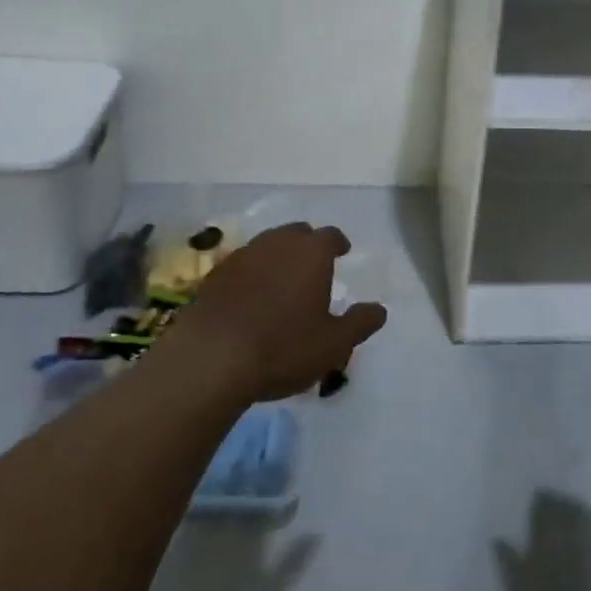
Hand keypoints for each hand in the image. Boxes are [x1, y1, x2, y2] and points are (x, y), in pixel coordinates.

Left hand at [165, 223, 386, 401]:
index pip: (330, 235)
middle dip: (307, 245)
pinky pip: (242, 265)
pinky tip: (250, 297)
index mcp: (311, 253)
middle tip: (313, 265)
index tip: (342, 251)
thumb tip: (380, 310)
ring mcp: (242, 256)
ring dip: (278, 257)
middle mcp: (277, 243)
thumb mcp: (334, 344)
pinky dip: (251, 274)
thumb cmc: (283, 347)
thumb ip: (360, 323)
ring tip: (282, 281)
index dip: (338, 243)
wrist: (211, 357)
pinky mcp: (214, 275)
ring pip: (267, 246)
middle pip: (296, 233)